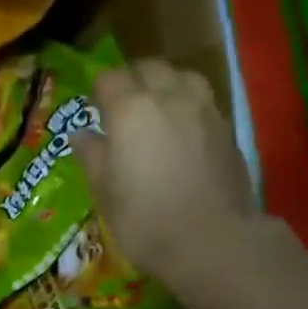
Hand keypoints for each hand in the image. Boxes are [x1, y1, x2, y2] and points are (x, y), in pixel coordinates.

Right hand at [73, 60, 258, 296]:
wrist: (210, 240)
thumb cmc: (144, 218)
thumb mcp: (104, 191)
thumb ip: (91, 155)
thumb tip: (81, 133)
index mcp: (130, 109)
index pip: (109, 78)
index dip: (98, 92)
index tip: (94, 111)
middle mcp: (169, 96)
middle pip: (149, 68)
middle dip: (133, 79)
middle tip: (123, 107)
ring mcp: (204, 109)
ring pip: (182, 76)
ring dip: (166, 85)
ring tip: (158, 110)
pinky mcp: (227, 129)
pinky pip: (203, 102)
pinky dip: (189, 106)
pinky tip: (183, 133)